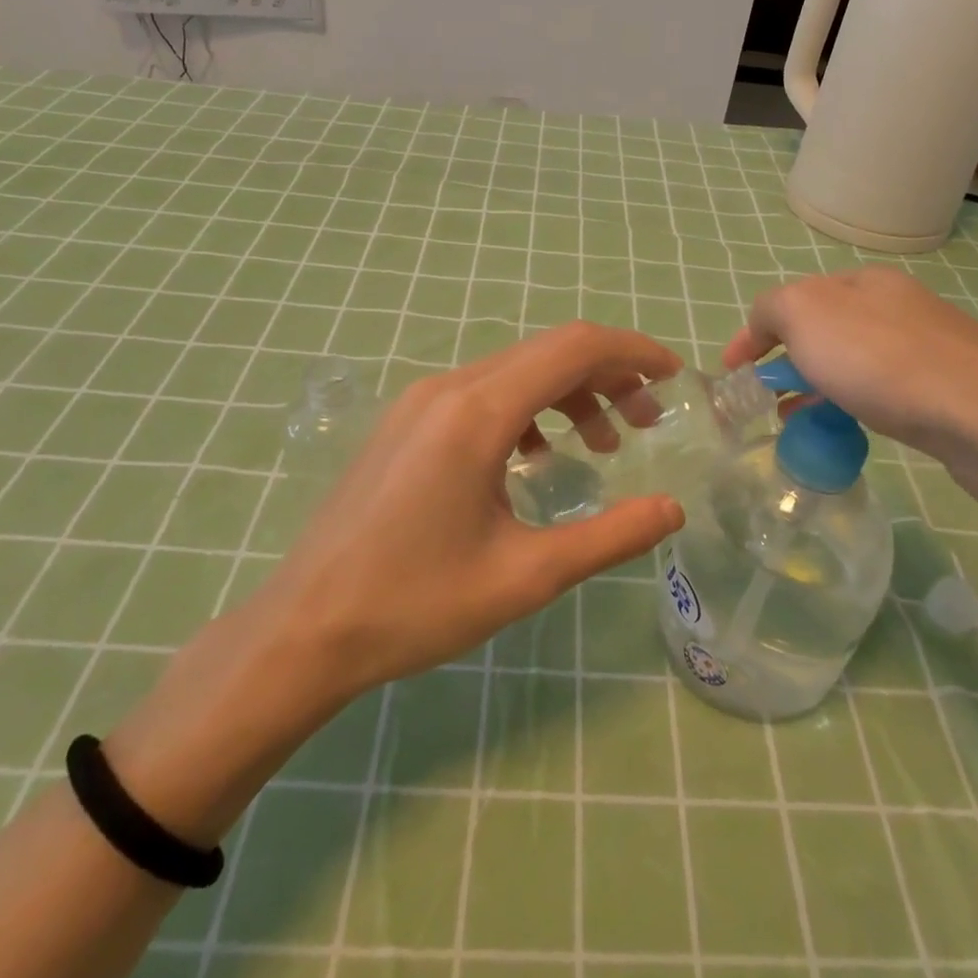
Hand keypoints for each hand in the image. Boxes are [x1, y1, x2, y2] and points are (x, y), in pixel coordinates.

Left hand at [107, 322, 687, 843]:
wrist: (304, 629)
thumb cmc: (417, 605)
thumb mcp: (526, 576)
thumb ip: (609, 537)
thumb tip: (672, 510)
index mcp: (477, 412)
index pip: (573, 348)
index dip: (632, 353)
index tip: (674, 378)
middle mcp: (447, 387)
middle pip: (546, 352)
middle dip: (607, 376)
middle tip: (647, 422)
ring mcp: (419, 401)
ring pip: (514, 371)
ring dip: (567, 394)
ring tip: (602, 444)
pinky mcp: (404, 422)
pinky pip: (481, 394)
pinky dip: (526, 410)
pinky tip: (536, 458)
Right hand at [718, 266, 977, 446]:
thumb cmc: (881, 359)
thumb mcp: (804, 313)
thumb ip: (771, 309)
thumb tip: (765, 328)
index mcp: (863, 281)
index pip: (791, 299)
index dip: (753, 334)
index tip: (731, 372)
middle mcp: (897, 305)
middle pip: (822, 331)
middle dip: (786, 362)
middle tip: (766, 399)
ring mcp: (927, 346)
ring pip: (851, 363)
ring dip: (816, 386)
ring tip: (796, 422)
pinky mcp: (947, 388)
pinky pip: (880, 390)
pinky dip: (850, 403)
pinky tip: (847, 428)